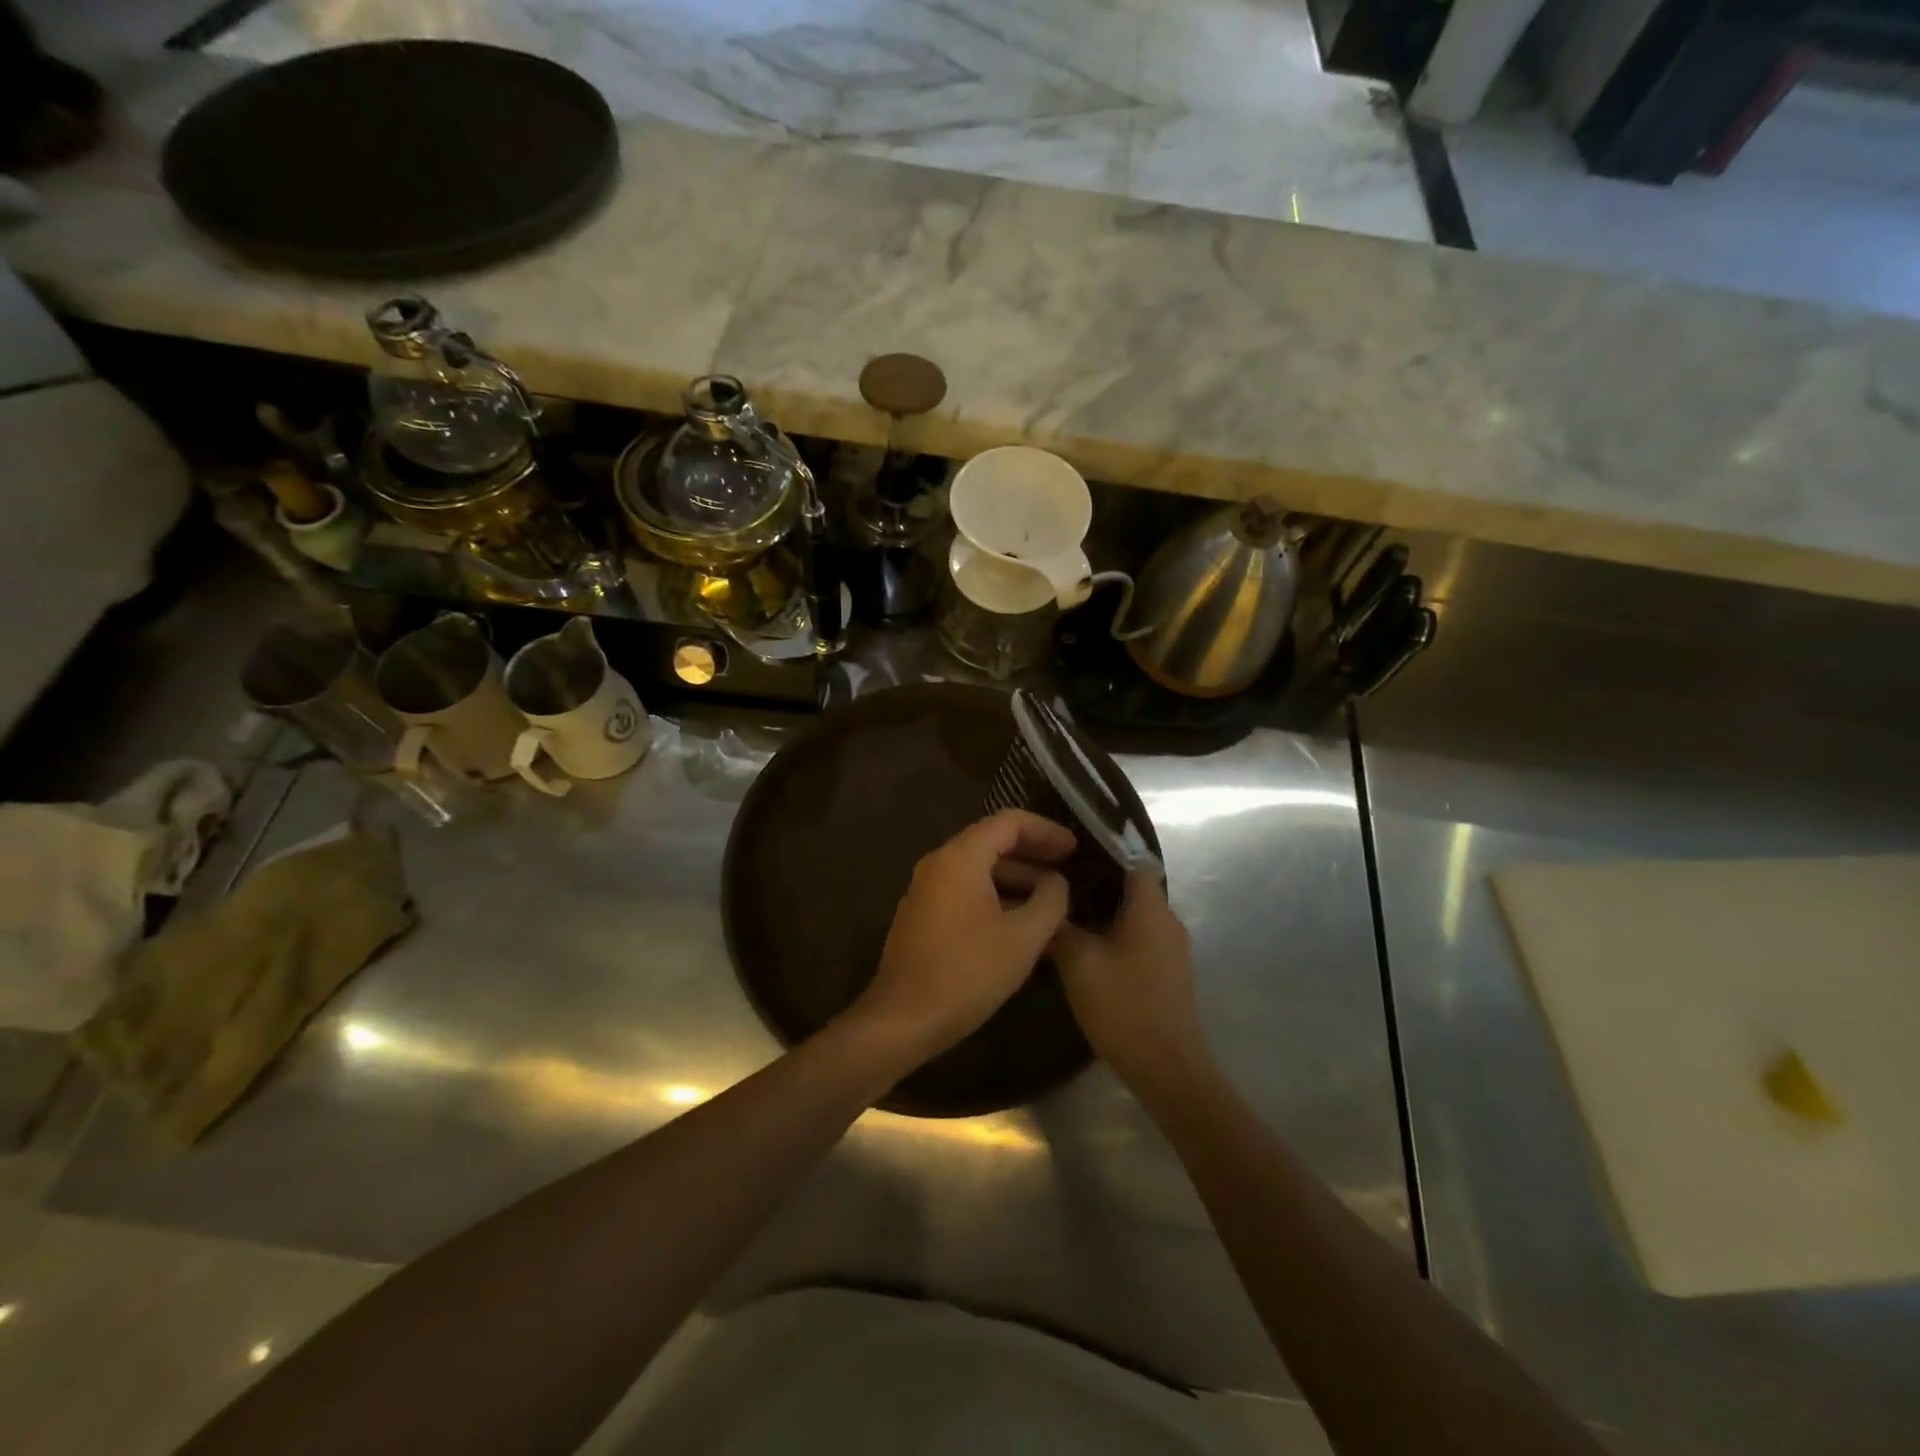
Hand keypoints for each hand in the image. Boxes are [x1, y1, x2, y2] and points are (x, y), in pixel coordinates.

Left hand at [843, 810, 1074, 1073]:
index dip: (1046, 831)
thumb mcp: (1023, 938)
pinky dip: (997, 898)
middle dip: (1033, 854)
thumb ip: (1050, 901)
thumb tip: (1057, 882)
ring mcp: (926, 891)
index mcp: (960, 858)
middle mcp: (938, 864)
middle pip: (992, 842)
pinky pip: (965, 893)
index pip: (1009, 822)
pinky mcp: (923, 917)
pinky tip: (1022, 926)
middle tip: (1069, 868)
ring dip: (1017, 880)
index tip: (1075, 848)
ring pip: (979, 870)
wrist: (903, 1019)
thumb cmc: (967, 973)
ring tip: (1053, 902)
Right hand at [1051, 871, 1213, 1097]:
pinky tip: (1085, 949)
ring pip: (1133, 916)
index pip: (1133, 860)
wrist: (1167, 1068)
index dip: (1102, 852)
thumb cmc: (1123, 1006)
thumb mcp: (1079, 963)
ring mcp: (1171, 948)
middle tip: (1056, 887)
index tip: (1068, 854)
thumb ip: (1060, 927)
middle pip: (1131, 888)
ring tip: (1063, 916)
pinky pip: (1139, 938)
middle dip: (1095, 885)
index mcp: (1151, 908)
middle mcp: (1168, 920)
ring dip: (1103, 914)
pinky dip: (1114, 936)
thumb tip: (1046, 903)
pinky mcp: (1168, 972)